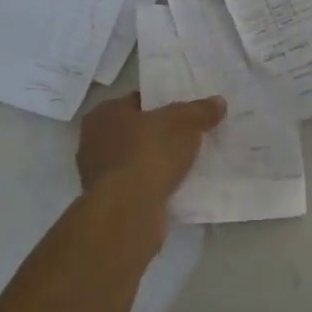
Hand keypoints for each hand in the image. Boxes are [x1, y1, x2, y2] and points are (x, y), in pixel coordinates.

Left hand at [77, 92, 226, 210]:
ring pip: (136, 160)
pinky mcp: (108, 202)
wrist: (128, 211)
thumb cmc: (149, 153)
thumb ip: (200, 111)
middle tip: (190, 137)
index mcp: (104, 113)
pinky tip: (175, 187)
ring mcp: (98, 174)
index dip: (164, 104)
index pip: (138, 100)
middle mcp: (93, 141)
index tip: (186, 113)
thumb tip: (218, 102)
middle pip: (136, 131)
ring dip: (156, 162)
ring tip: (186, 164)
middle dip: (160, 134)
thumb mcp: (183, 123)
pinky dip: (153, 185)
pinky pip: (137, 185)